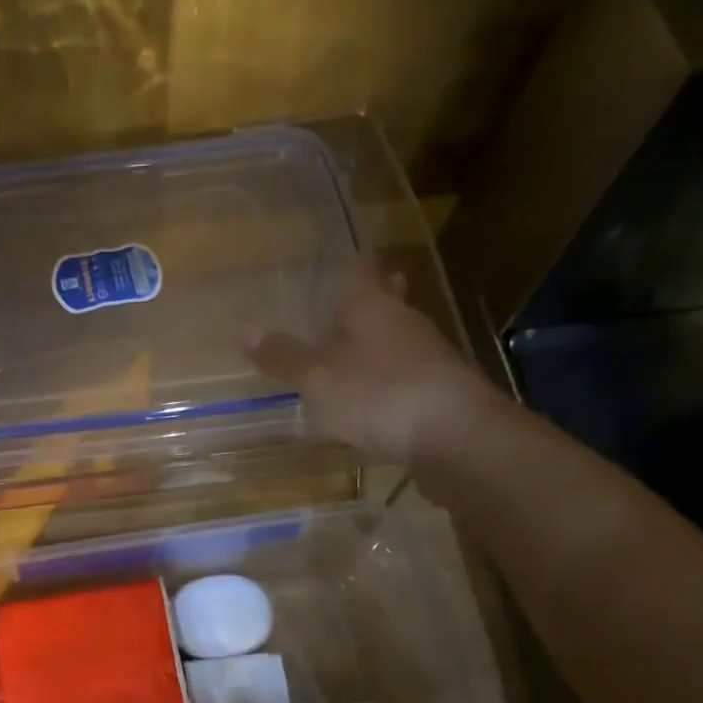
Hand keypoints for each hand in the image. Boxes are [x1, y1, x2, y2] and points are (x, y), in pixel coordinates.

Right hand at [245, 261, 503, 467]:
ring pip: (393, 341)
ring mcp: (426, 360)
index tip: (332, 263)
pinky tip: (369, 398)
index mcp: (373, 307)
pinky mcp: (437, 395)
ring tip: (344, 353)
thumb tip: (244, 329)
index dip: (346, 265)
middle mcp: (403, 324)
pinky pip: (402, 377)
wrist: (458, 439)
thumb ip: (282, 356)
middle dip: (363, 303)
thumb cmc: (380, 394)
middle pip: (382, 303)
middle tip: (338, 306)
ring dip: (372, 344)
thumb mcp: (318, 376)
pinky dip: (383, 380)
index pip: (360, 271)